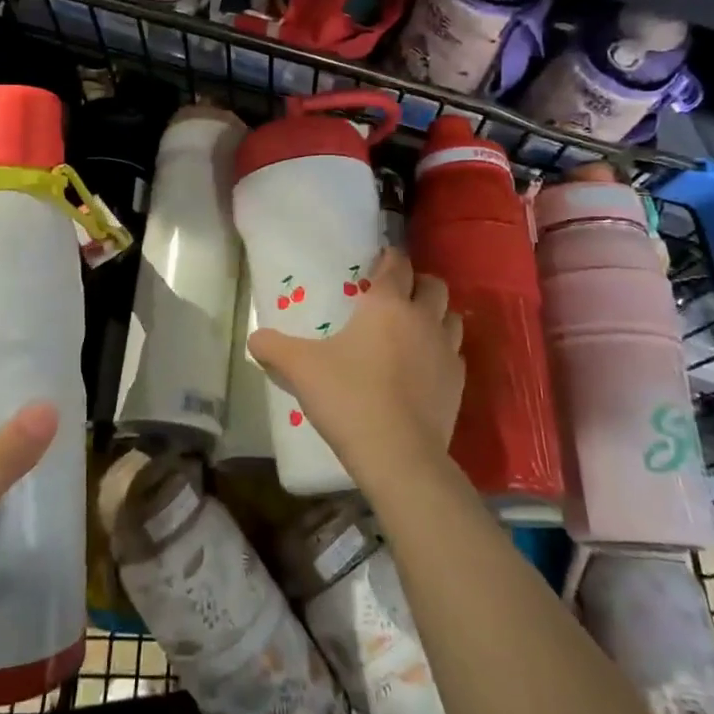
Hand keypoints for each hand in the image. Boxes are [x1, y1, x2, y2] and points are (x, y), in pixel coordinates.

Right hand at [248, 247, 463, 484]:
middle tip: (397, 294)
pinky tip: (425, 367)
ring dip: (436, 315)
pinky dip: (443, 353)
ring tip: (415, 328)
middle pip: (434, 285)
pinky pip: (455, 355)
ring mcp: (446, 352)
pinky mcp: (458, 385)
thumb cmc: (348, 397)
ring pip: (452, 317)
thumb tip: (254, 338)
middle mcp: (423, 319)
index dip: (389, 258)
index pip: (396, 265)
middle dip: (418, 283)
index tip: (380, 260)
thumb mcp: (300, 368)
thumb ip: (274, 347)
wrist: (398, 454)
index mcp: (387, 305)